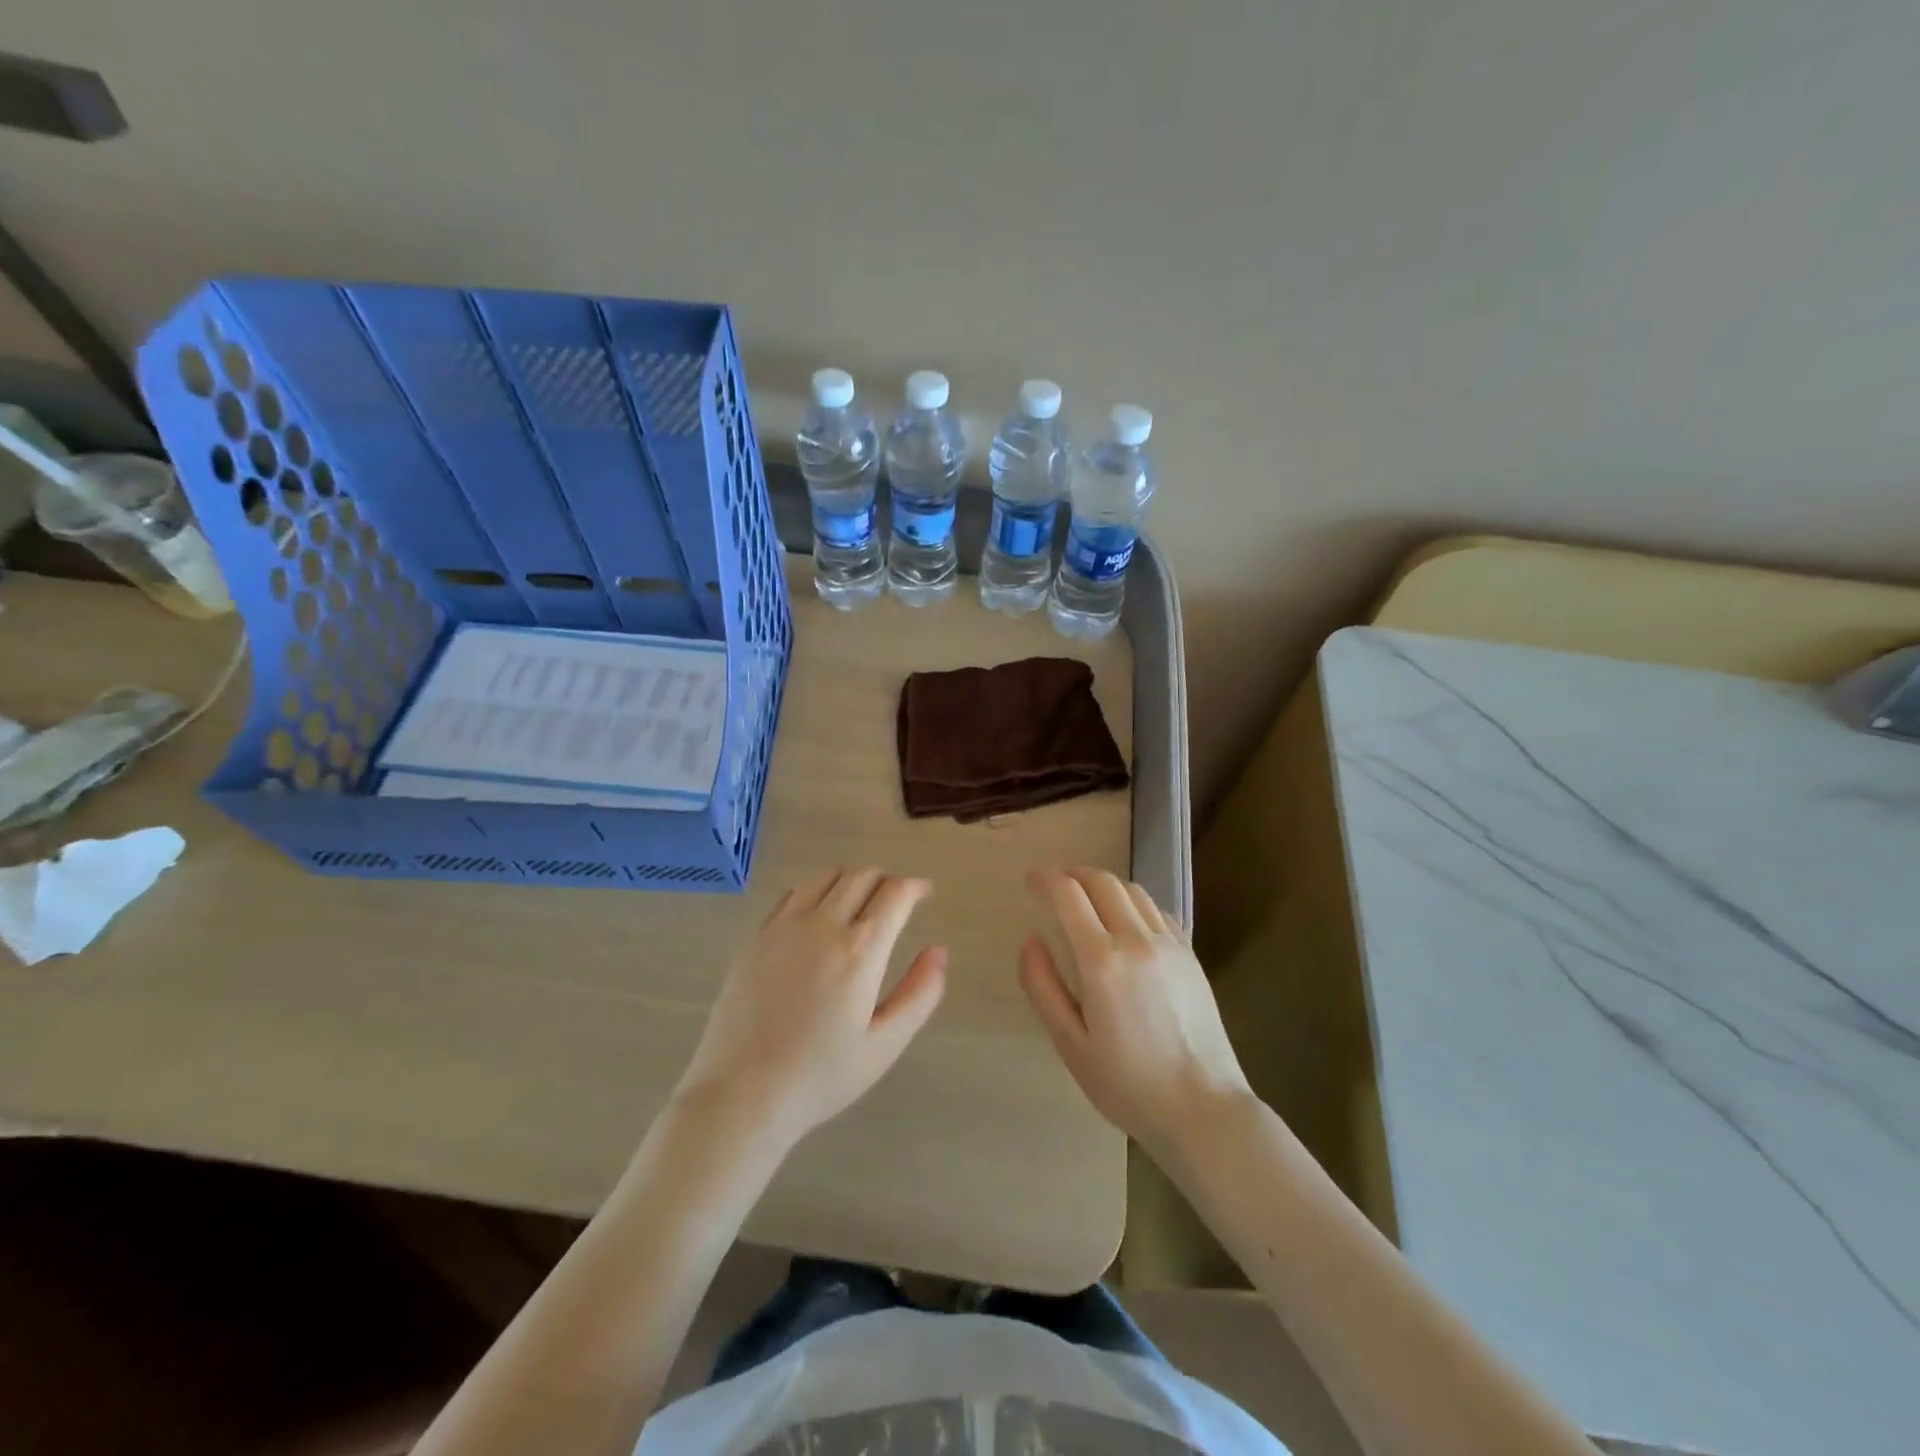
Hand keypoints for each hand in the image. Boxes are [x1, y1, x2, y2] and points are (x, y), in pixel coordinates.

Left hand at [673, 868, 947, 1148]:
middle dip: (886, 880)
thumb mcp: (884, 1045)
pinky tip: (815, 917)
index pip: (895, 893)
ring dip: (850, 881)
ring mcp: (783, 927)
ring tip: (858, 903)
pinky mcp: (755, 938)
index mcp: (860, 949)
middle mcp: (823, 924)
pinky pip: (791, 895)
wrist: (740, 1094)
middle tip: (896, 901)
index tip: (925, 892)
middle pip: (861, 877)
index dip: (915, 887)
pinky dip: (814, 893)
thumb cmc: (820, 1076)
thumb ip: (919, 994)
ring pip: (825, 878)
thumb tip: (939, 952)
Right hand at [1019, 868, 1252, 1155]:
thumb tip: (1029, 941)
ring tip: (1087, 900)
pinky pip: (1158, 910)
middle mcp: (1137, 939)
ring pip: (1133, 890)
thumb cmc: (1127, 1084)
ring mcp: (1169, 944)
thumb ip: (1042, 986)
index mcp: (1101, 960)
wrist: (1203, 1109)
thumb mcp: (1070, 1043)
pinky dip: (1134, 903)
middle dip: (1073, 875)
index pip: (1069, 894)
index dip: (1045, 880)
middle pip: (1102, 882)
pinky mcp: (1191, 956)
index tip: (1031, 881)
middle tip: (1055, 887)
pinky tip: (1126, 921)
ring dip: (1104, 885)